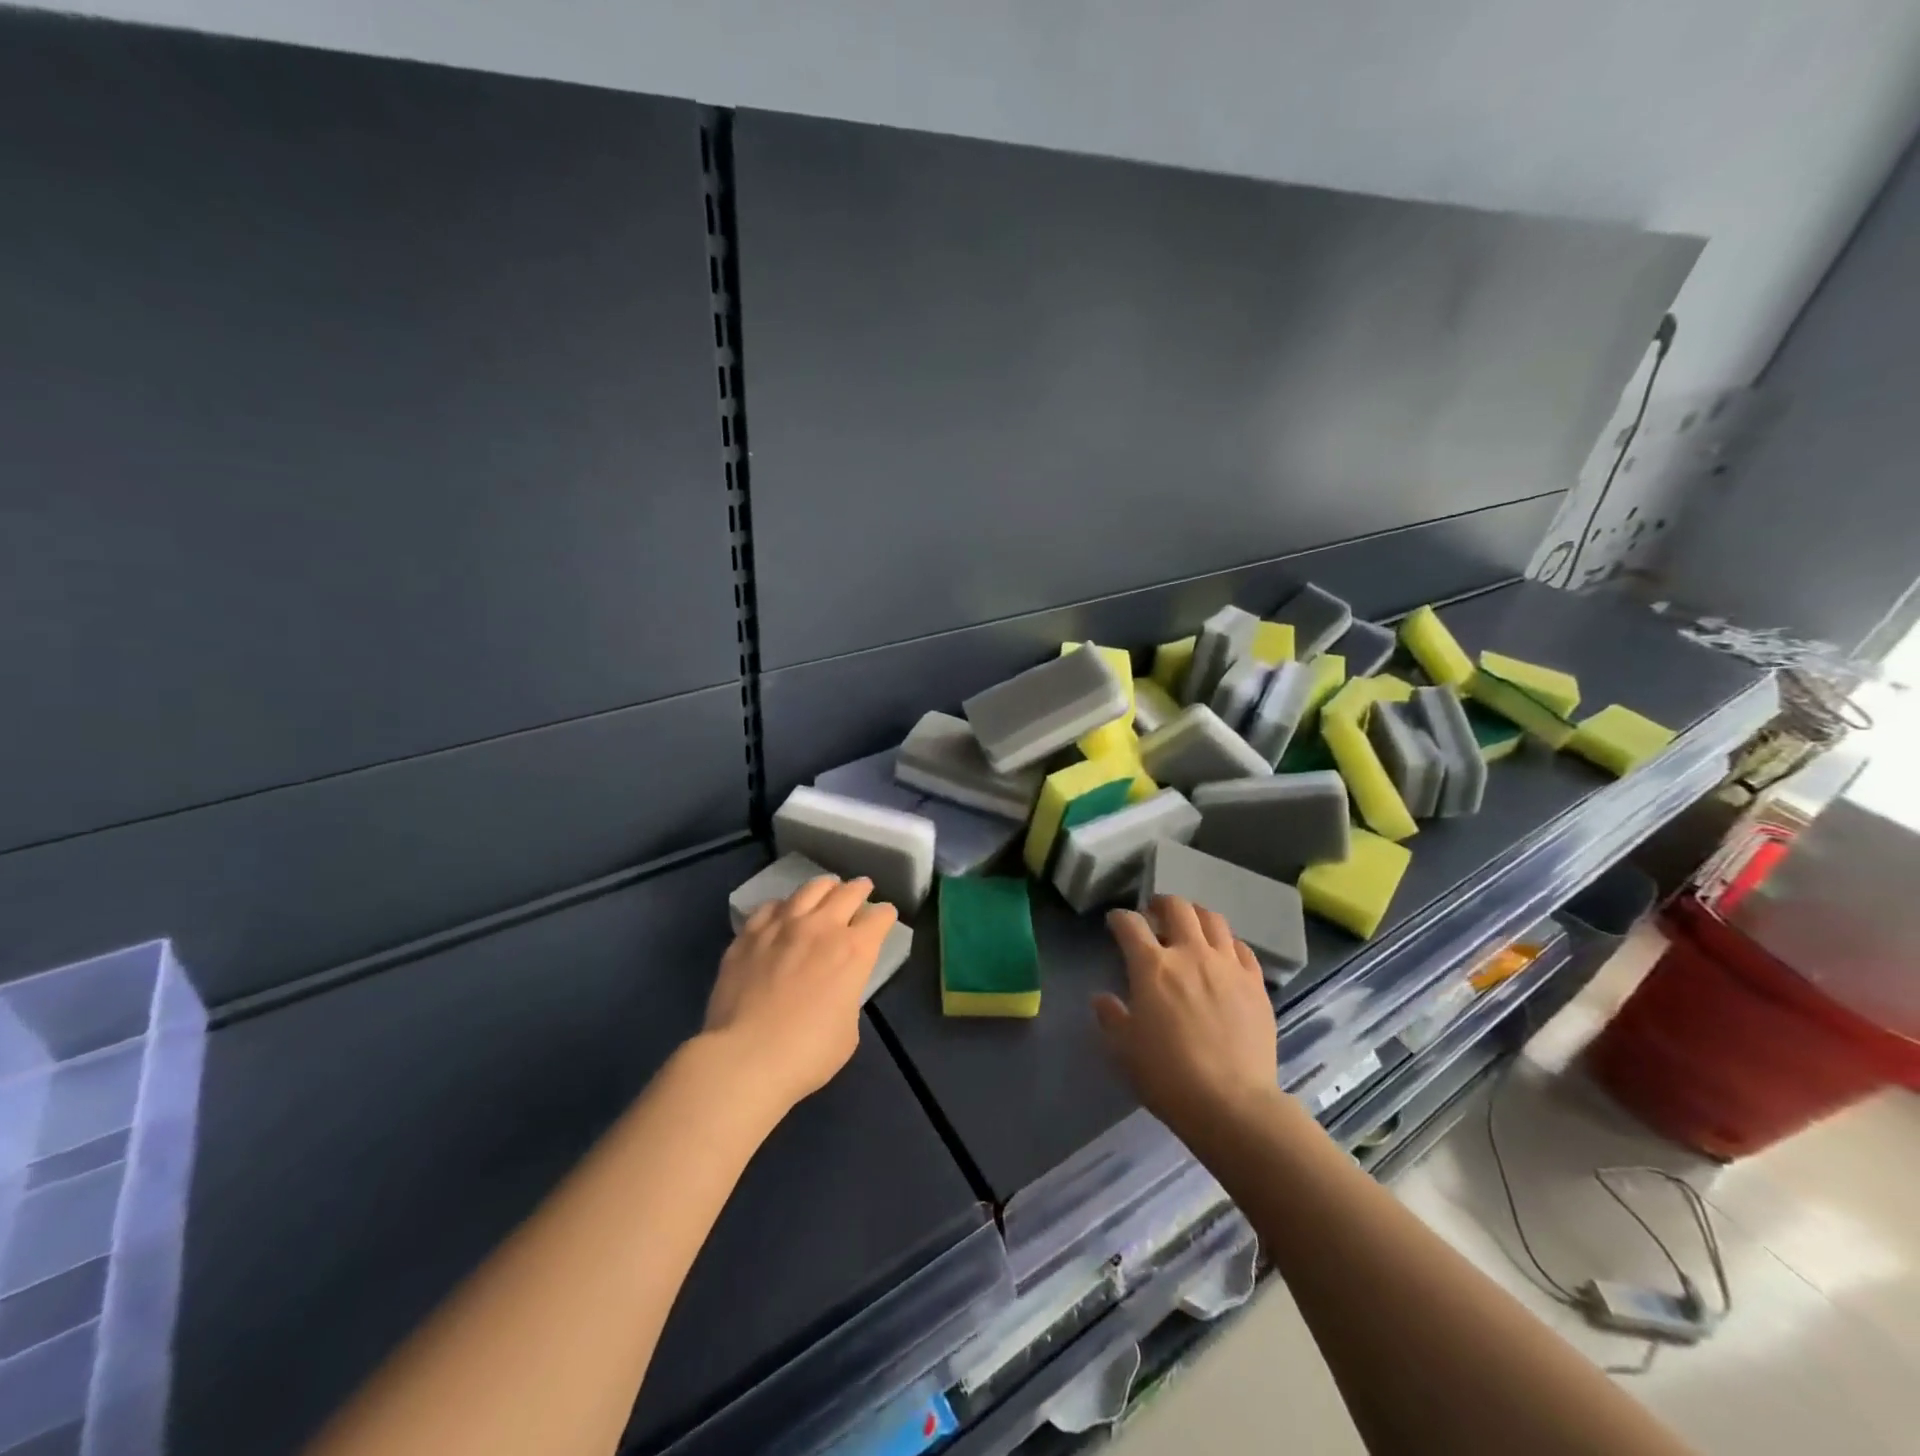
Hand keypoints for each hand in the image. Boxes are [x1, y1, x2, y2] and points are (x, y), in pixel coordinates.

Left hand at [704, 875, 896, 1108]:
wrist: (745, 1057)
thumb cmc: (807, 1053)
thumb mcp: (848, 1030)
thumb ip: (847, 996)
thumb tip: (835, 987)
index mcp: (854, 951)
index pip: (879, 918)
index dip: (885, 915)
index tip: (884, 917)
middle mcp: (822, 927)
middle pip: (848, 893)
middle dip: (860, 889)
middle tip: (862, 888)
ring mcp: (782, 925)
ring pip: (810, 889)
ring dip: (825, 887)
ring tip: (828, 887)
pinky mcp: (749, 934)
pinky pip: (771, 906)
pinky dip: (784, 905)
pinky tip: (783, 911)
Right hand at [1094, 895, 1279, 1134]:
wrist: (1232, 1104)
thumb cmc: (1168, 1076)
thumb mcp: (1124, 1049)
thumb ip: (1111, 1017)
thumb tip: (1102, 999)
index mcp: (1152, 967)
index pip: (1130, 924)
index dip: (1119, 918)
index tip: (1115, 923)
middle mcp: (1191, 954)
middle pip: (1177, 907)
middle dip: (1161, 903)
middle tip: (1154, 914)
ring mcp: (1228, 966)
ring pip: (1213, 919)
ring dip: (1196, 916)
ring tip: (1190, 926)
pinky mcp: (1255, 984)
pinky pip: (1242, 949)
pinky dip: (1228, 944)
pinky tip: (1223, 956)